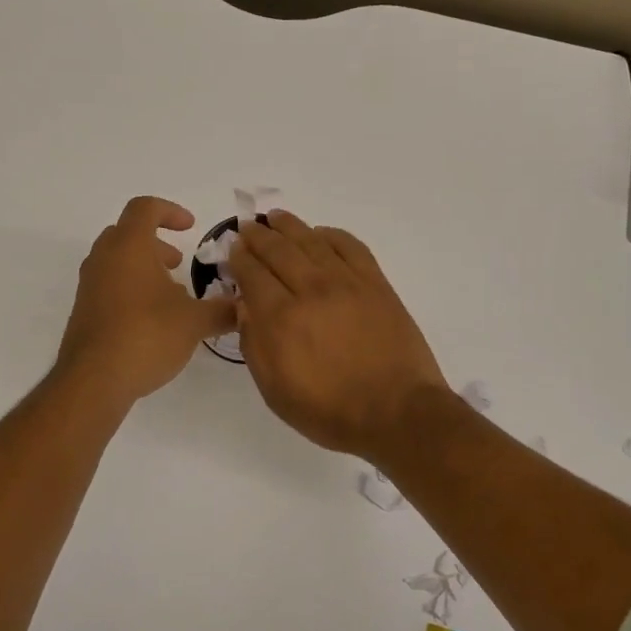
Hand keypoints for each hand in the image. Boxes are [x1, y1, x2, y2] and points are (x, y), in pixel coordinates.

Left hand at [55, 197, 237, 406]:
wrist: (93, 380)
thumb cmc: (146, 335)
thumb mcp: (194, 322)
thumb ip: (221, 310)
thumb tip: (243, 306)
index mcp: (129, 246)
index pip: (145, 208)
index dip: (170, 211)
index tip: (191, 227)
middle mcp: (103, 258)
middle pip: (127, 233)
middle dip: (156, 242)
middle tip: (178, 262)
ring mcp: (89, 285)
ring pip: (116, 260)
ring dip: (144, 267)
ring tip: (171, 294)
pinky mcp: (84, 311)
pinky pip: (109, 285)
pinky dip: (131, 288)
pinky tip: (153, 319)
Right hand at [227, 211, 452, 459]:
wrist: (397, 412)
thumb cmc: (330, 411)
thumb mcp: (275, 391)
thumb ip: (254, 345)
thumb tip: (244, 307)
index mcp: (281, 318)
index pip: (252, 273)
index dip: (239, 258)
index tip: (234, 249)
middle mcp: (310, 290)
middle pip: (278, 250)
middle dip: (258, 236)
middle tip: (248, 228)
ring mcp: (346, 283)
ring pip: (311, 241)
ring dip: (289, 226)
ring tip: (276, 217)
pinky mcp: (375, 283)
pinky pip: (350, 246)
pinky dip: (331, 235)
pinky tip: (320, 234)